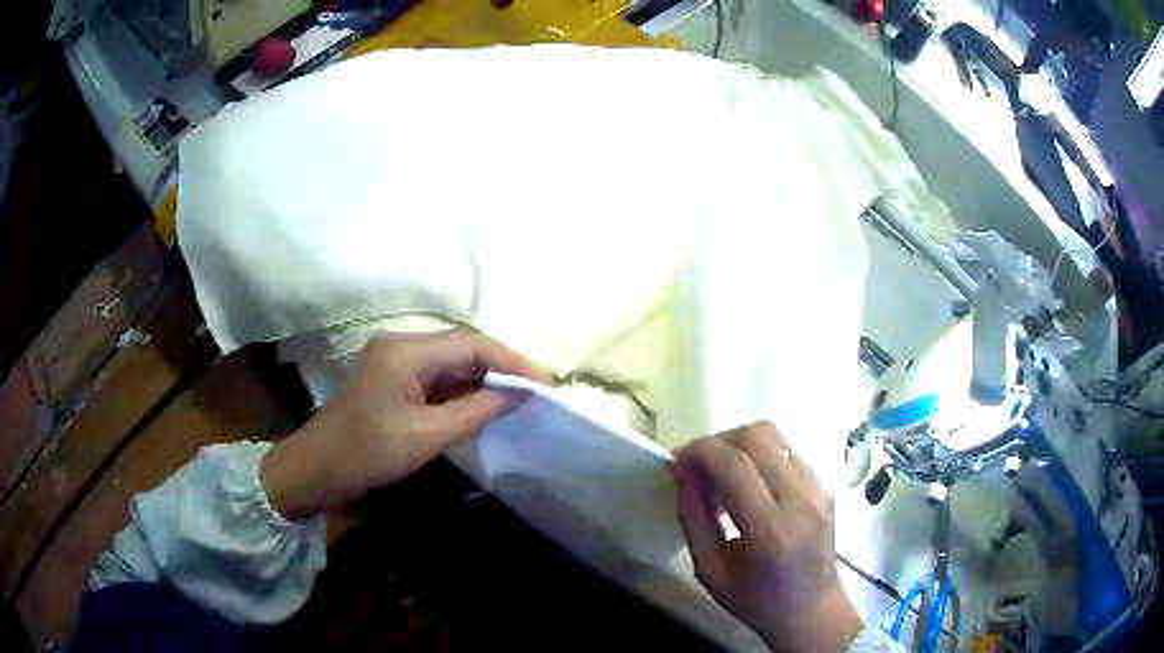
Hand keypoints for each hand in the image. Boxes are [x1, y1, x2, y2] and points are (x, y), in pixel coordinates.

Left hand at [261, 330, 547, 519]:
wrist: (315, 470)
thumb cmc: (366, 454)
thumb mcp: (425, 436)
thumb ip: (475, 411)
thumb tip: (518, 395)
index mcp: (405, 351)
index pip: (470, 344)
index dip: (511, 361)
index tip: (545, 384)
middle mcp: (400, 346)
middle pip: (462, 348)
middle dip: (501, 367)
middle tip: (537, 391)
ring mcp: (394, 362)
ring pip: (450, 363)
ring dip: (483, 379)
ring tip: (519, 397)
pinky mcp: (391, 381)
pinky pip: (436, 379)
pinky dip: (462, 391)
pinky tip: (483, 404)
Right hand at [672, 422, 860, 651]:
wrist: (814, 611)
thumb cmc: (756, 602)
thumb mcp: (710, 570)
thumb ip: (693, 517)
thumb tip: (681, 471)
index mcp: (770, 530)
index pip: (734, 463)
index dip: (699, 450)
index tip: (677, 461)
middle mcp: (801, 498)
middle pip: (758, 435)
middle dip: (719, 440)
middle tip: (698, 465)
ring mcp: (819, 488)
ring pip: (775, 436)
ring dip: (740, 444)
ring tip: (722, 475)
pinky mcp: (826, 485)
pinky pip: (787, 452)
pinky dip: (760, 457)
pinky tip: (750, 486)